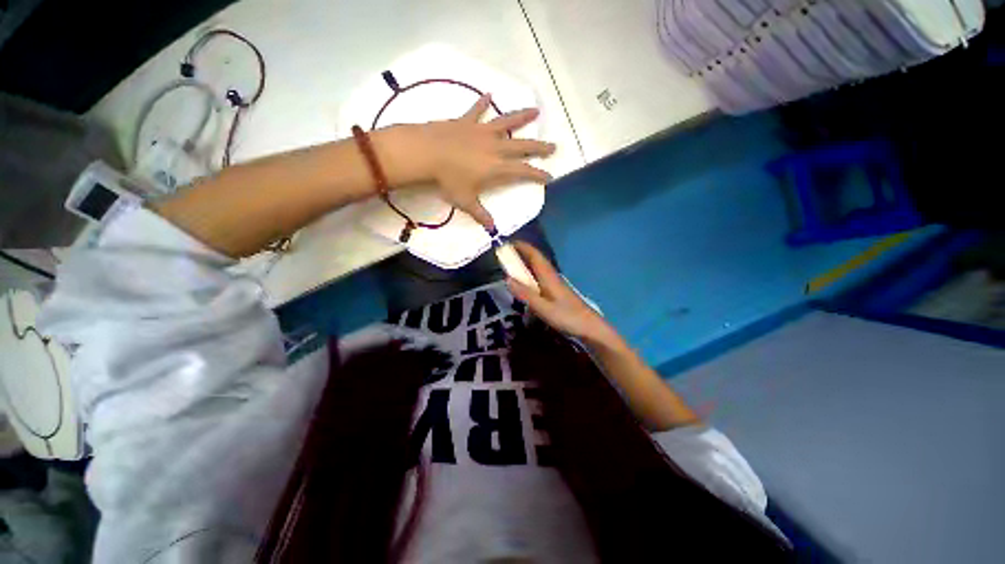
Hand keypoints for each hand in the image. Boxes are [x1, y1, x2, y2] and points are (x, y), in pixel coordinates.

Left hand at [407, 95, 554, 229]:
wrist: (426, 152)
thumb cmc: (448, 179)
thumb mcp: (465, 200)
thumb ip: (480, 213)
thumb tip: (492, 228)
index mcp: (496, 167)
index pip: (523, 172)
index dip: (538, 174)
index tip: (550, 176)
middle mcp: (495, 147)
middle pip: (522, 146)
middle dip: (539, 147)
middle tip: (553, 146)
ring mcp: (482, 132)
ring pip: (507, 122)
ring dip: (522, 117)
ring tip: (535, 111)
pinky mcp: (467, 121)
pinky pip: (477, 110)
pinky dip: (483, 102)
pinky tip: (489, 94)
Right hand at [506, 242, 618, 345]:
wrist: (589, 327)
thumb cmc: (567, 317)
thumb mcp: (543, 308)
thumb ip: (525, 294)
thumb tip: (506, 279)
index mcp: (548, 276)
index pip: (534, 255)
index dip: (522, 247)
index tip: (508, 243)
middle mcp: (552, 276)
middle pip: (536, 259)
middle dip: (522, 253)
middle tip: (506, 253)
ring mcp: (556, 283)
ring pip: (539, 267)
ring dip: (527, 262)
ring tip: (513, 264)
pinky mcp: (557, 291)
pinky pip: (541, 276)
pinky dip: (531, 273)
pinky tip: (527, 281)